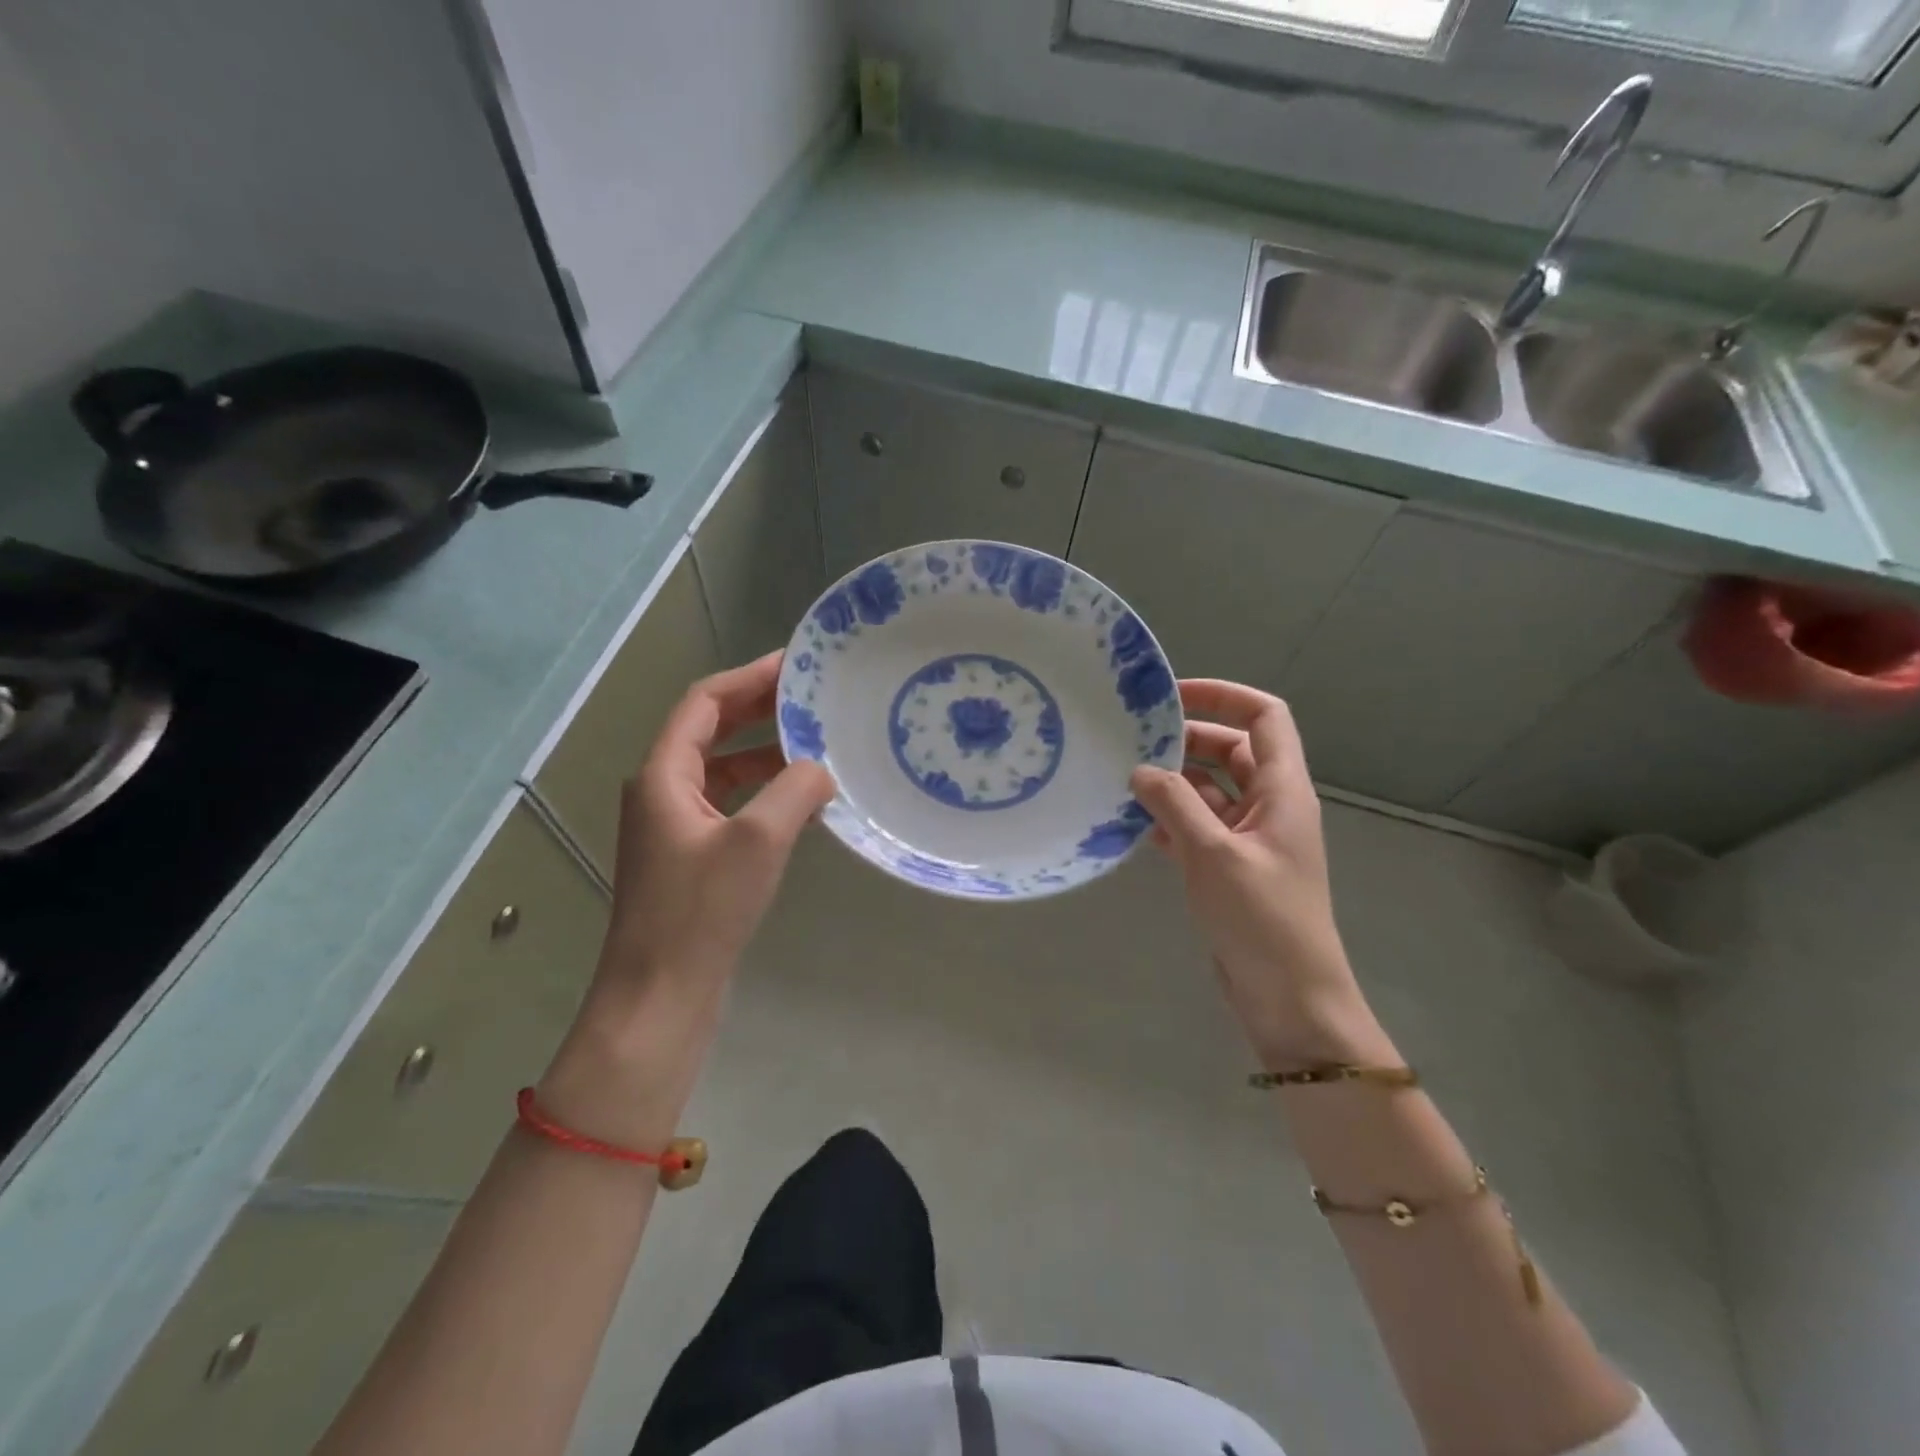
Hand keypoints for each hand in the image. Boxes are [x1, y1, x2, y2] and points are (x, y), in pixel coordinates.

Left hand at [540, 652, 834, 1141]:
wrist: (660, 995)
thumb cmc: (701, 912)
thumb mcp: (758, 840)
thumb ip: (795, 790)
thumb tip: (821, 768)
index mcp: (662, 775)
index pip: (703, 703)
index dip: (748, 678)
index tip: (794, 665)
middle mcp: (661, 792)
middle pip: (709, 730)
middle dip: (758, 710)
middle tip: (810, 697)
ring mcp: (674, 827)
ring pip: (721, 769)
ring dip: (764, 752)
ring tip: (814, 743)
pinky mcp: (690, 857)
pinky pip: (729, 804)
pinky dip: (762, 792)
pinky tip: (801, 802)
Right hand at [1130, 680, 1392, 1069]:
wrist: (1290, 999)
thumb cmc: (1262, 919)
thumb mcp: (1214, 854)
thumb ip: (1175, 804)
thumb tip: (1141, 769)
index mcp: (1284, 790)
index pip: (1264, 717)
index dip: (1223, 696)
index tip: (1172, 696)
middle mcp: (1270, 806)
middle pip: (1231, 750)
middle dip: (1186, 740)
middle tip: (1132, 740)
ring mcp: (1250, 838)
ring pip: (1210, 791)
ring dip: (1173, 783)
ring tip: (1123, 779)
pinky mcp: (1231, 868)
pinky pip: (1199, 828)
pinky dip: (1171, 821)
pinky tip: (1133, 825)